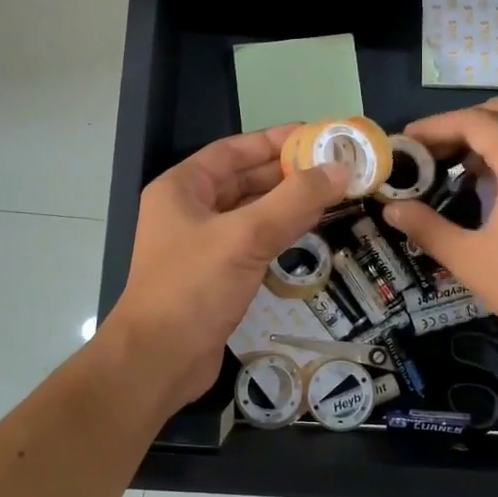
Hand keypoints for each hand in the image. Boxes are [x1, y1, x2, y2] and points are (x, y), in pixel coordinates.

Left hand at [107, 126, 347, 405]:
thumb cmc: (193, 288)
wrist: (158, 361)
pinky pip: (254, 241)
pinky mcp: (217, 274)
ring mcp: (202, 244)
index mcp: (182, 188)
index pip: (233, 151)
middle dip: (287, 172)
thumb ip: (294, 201)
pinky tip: (313, 227)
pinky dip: (282, 231)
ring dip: (289, 202)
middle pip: (245, 180)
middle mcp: (190, 210)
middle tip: (334, 165)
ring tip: (333, 191)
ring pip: (252, 212)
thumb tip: (339, 169)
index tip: (315, 135)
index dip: (273, 140)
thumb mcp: (245, 237)